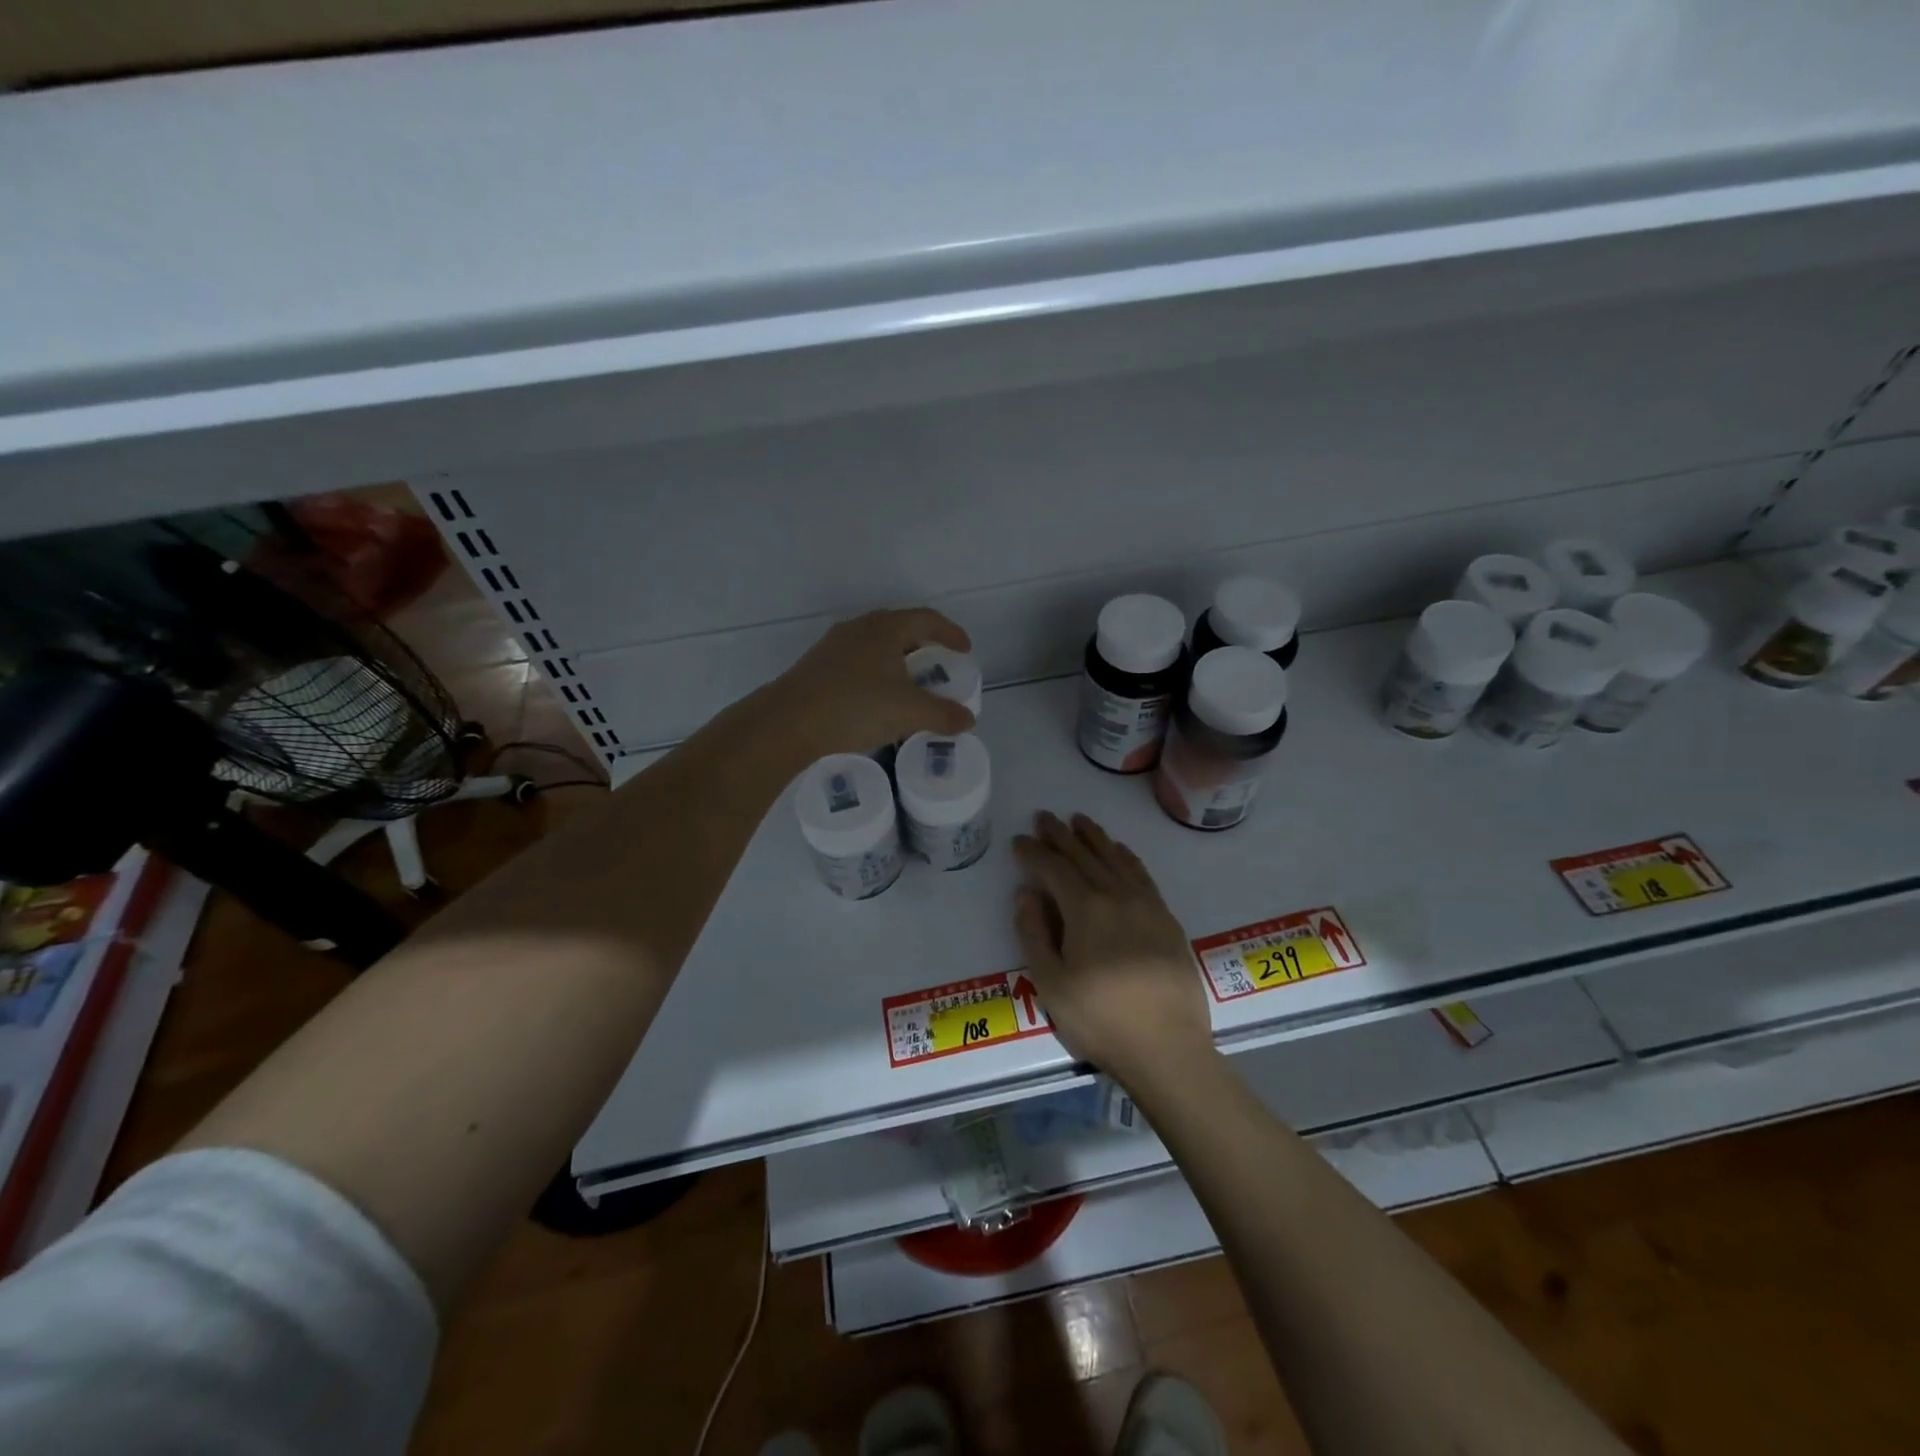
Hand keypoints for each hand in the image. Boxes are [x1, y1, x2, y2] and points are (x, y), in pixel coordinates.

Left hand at [764, 608, 974, 757]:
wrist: (788, 723)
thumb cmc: (855, 706)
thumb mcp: (908, 712)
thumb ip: (942, 714)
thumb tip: (968, 719)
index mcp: (885, 628)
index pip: (926, 619)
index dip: (950, 632)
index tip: (964, 650)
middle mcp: (859, 629)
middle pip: (900, 628)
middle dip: (923, 646)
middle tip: (938, 666)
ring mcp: (834, 647)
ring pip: (876, 646)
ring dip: (897, 661)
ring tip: (909, 684)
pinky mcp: (817, 667)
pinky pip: (858, 663)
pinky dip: (877, 674)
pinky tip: (877, 699)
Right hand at [1011, 811, 1213, 1090]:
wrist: (1168, 1048)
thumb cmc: (1100, 1020)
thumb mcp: (1051, 984)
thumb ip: (1034, 934)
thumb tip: (1026, 894)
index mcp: (1086, 910)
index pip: (1055, 868)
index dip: (1034, 852)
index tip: (1019, 841)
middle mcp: (1117, 896)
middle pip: (1085, 855)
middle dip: (1061, 835)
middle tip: (1044, 817)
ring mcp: (1147, 905)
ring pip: (1116, 859)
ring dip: (1095, 837)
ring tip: (1079, 820)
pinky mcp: (1167, 919)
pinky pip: (1143, 875)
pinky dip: (1127, 856)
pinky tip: (1120, 851)